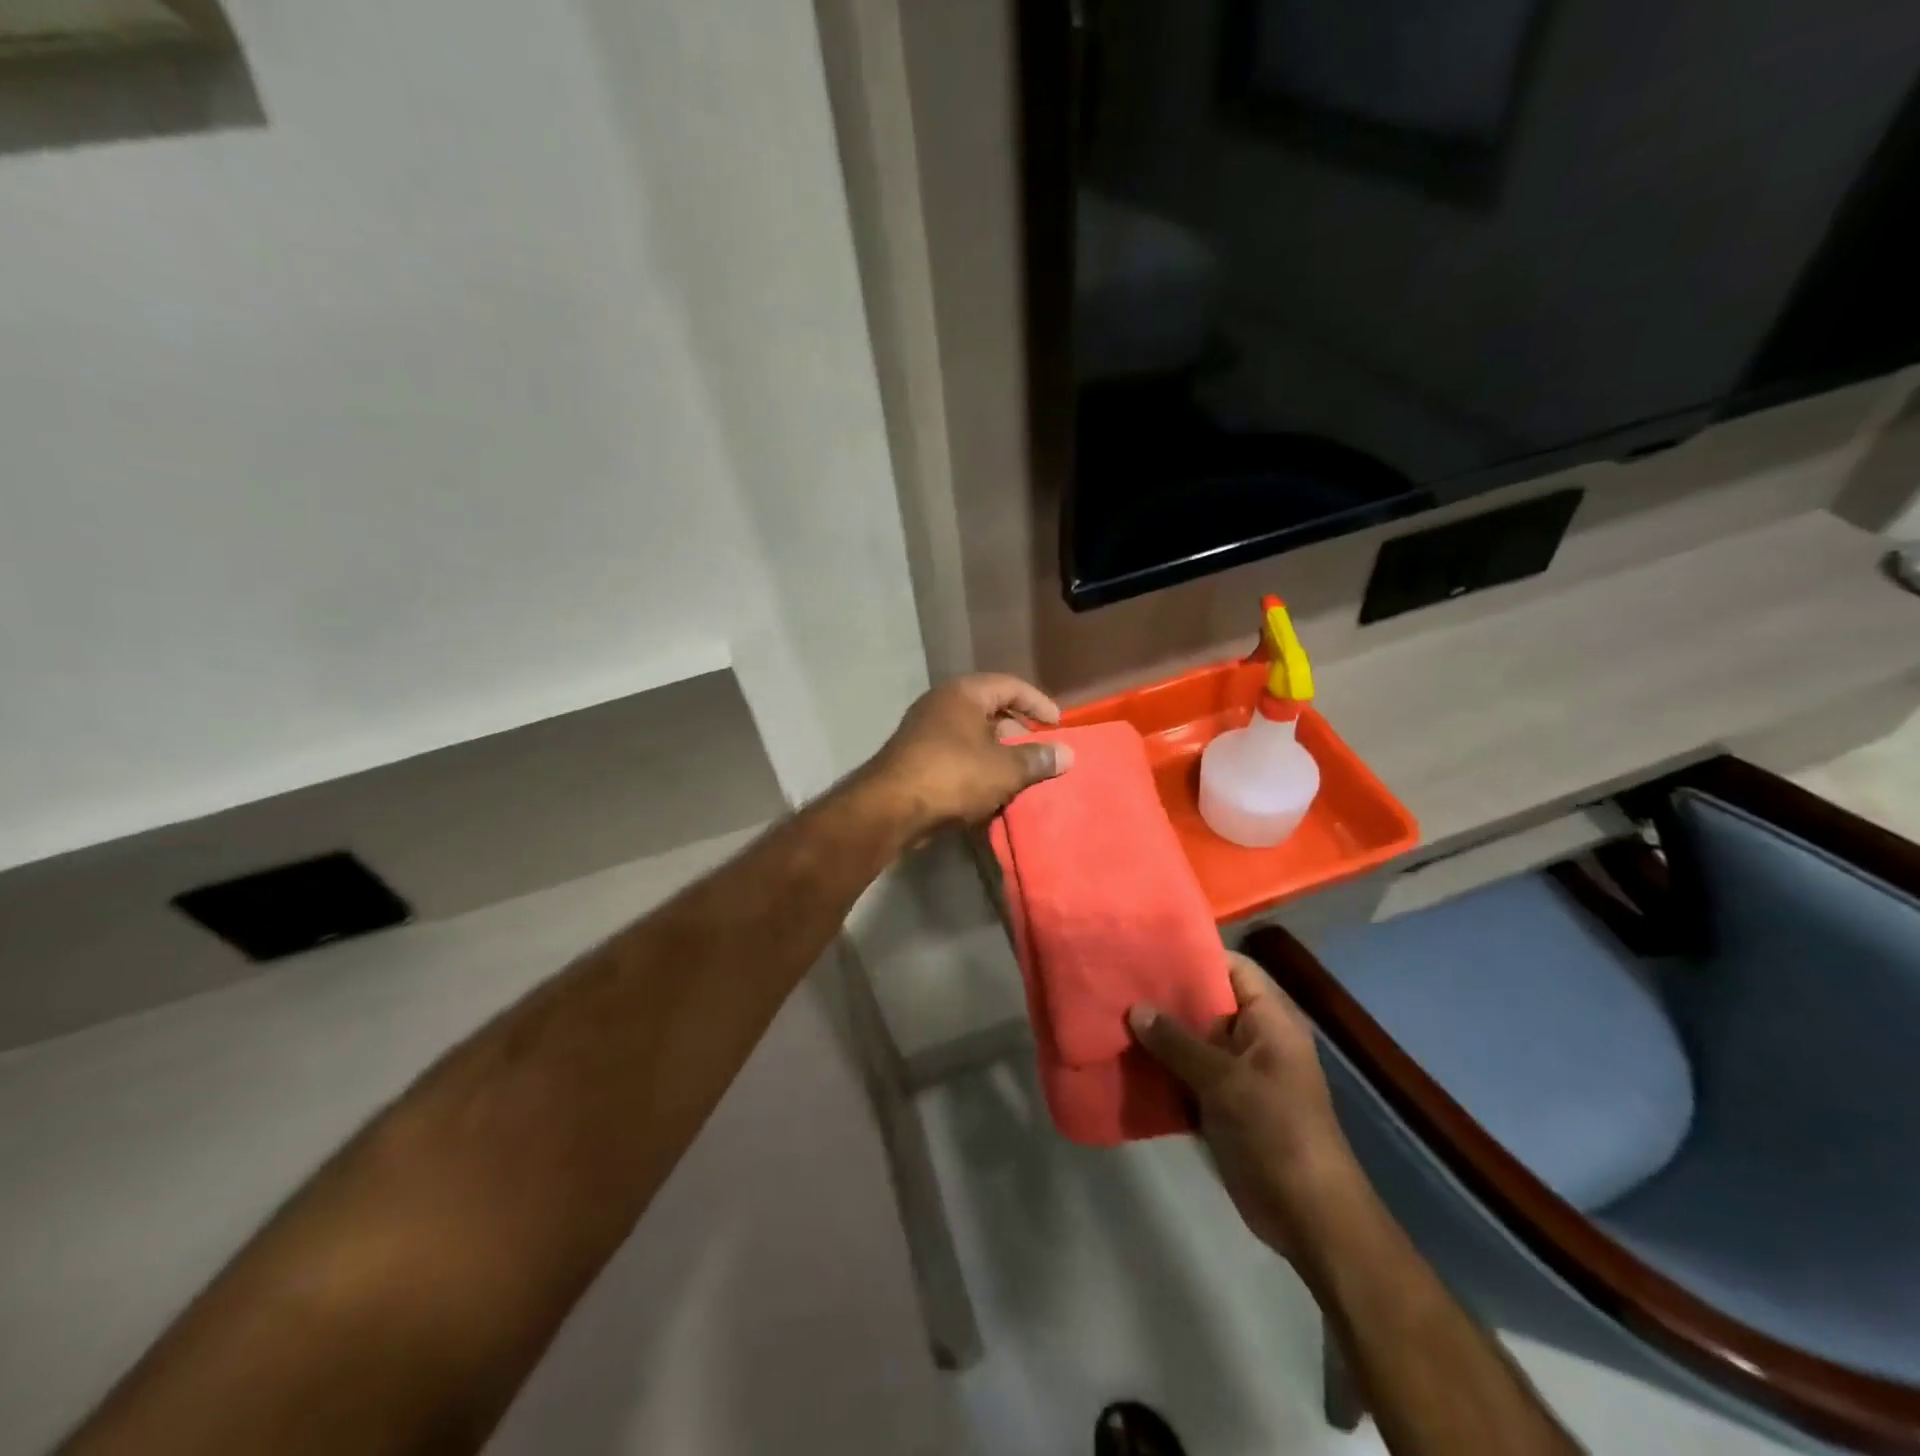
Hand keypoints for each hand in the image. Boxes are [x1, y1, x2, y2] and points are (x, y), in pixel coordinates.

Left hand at [866, 674, 1075, 833]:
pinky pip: (957, 757)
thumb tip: (1067, 754)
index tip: (1059, 726)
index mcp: (963, 693)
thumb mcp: (1005, 768)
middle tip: (1039, 755)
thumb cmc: (953, 775)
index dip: (1038, 703)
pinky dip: (977, 770)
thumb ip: (1038, 759)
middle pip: (990, 710)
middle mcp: (941, 705)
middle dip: (1019, 732)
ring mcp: (924, 732)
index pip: (1010, 686)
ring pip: (973, 737)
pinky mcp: (916, 760)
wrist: (891, 809)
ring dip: (998, 755)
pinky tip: (991, 793)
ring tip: (1020, 778)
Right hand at [1128, 953, 1360, 1257]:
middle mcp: (1255, 1038)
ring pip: (1193, 1040)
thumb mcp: (1225, 1081)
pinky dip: (1162, 1068)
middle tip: (1119, 981)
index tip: (1149, 949)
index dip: (1195, 955)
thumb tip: (1135, 1009)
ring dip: (1159, 1034)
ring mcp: (1238, 1073)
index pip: (1233, 968)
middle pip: (1207, 1002)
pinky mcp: (1223, 1104)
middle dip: (1167, 996)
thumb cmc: (1277, 1131)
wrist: (1308, 1216)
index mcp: (1270, 1020)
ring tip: (1112, 1015)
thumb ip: (1178, 1042)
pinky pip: (1187, 1073)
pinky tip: (1124, 1060)